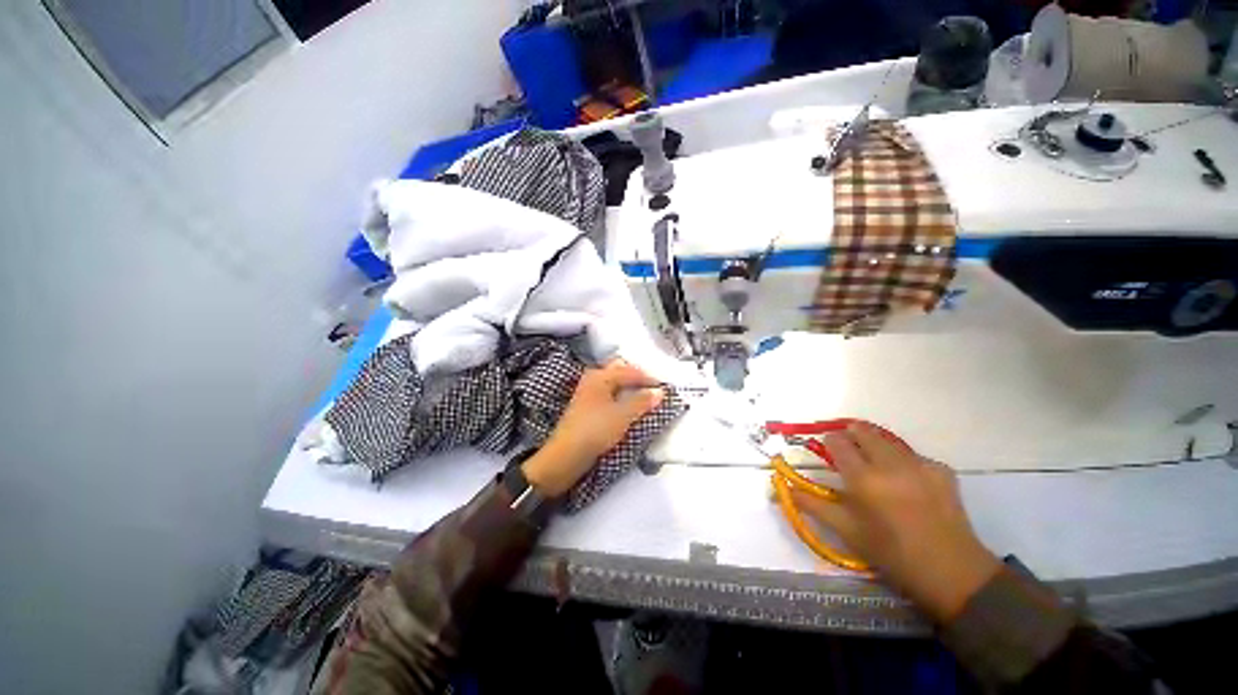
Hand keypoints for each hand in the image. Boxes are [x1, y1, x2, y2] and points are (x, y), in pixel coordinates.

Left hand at [521, 360, 664, 496]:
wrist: (566, 456)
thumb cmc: (595, 430)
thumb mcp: (622, 416)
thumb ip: (642, 401)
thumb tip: (659, 391)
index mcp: (600, 376)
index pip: (630, 371)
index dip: (648, 379)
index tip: (665, 388)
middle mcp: (592, 380)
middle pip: (619, 372)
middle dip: (636, 378)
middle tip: (653, 388)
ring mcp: (588, 393)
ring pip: (613, 384)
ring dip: (628, 389)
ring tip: (644, 398)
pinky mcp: (586, 408)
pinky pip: (609, 395)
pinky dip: (621, 398)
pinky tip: (628, 407)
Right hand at [790, 424, 1001, 622]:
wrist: (952, 573)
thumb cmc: (892, 554)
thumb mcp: (847, 532)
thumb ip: (813, 505)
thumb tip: (783, 489)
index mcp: (864, 479)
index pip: (838, 443)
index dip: (830, 443)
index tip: (830, 452)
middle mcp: (890, 464)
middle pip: (864, 431)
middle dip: (852, 435)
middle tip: (851, 452)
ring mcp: (920, 465)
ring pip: (888, 440)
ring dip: (877, 446)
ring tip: (877, 465)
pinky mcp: (942, 470)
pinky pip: (914, 455)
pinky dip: (904, 461)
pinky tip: (908, 481)